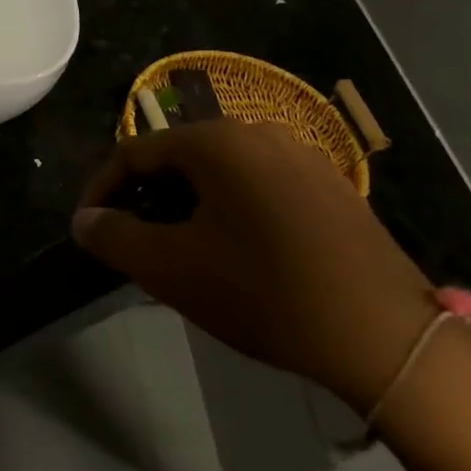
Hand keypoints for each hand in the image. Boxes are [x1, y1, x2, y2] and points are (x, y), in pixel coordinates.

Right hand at [72, 120, 435, 413]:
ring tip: (180, 250)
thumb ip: (114, 237)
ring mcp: (304, 158)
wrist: (385, 337)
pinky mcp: (333, 188)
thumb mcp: (171, 268)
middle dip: (147, 198)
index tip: (90, 228)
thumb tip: (85, 220)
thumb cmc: (263, 292)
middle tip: (134, 242)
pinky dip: (230, 209)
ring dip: (187, 204)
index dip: (102, 189)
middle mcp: (260, 133)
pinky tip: (236, 252)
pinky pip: (260, 186)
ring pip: (221, 172)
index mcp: (218, 141)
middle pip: (180, 158)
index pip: (136, 151)